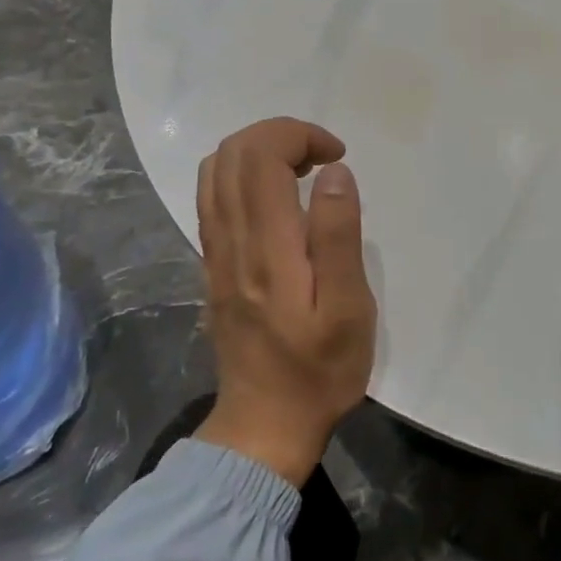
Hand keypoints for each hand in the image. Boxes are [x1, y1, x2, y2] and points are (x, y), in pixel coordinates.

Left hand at [193, 118, 375, 486]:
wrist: (265, 425)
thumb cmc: (319, 369)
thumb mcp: (348, 309)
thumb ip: (339, 236)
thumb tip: (334, 173)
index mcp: (267, 246)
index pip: (261, 155)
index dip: (299, 135)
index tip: (337, 155)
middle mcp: (231, 240)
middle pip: (233, 153)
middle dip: (280, 135)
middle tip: (323, 159)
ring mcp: (215, 253)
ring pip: (215, 172)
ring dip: (258, 152)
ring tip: (301, 171)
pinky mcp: (212, 265)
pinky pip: (212, 198)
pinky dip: (243, 176)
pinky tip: (277, 200)